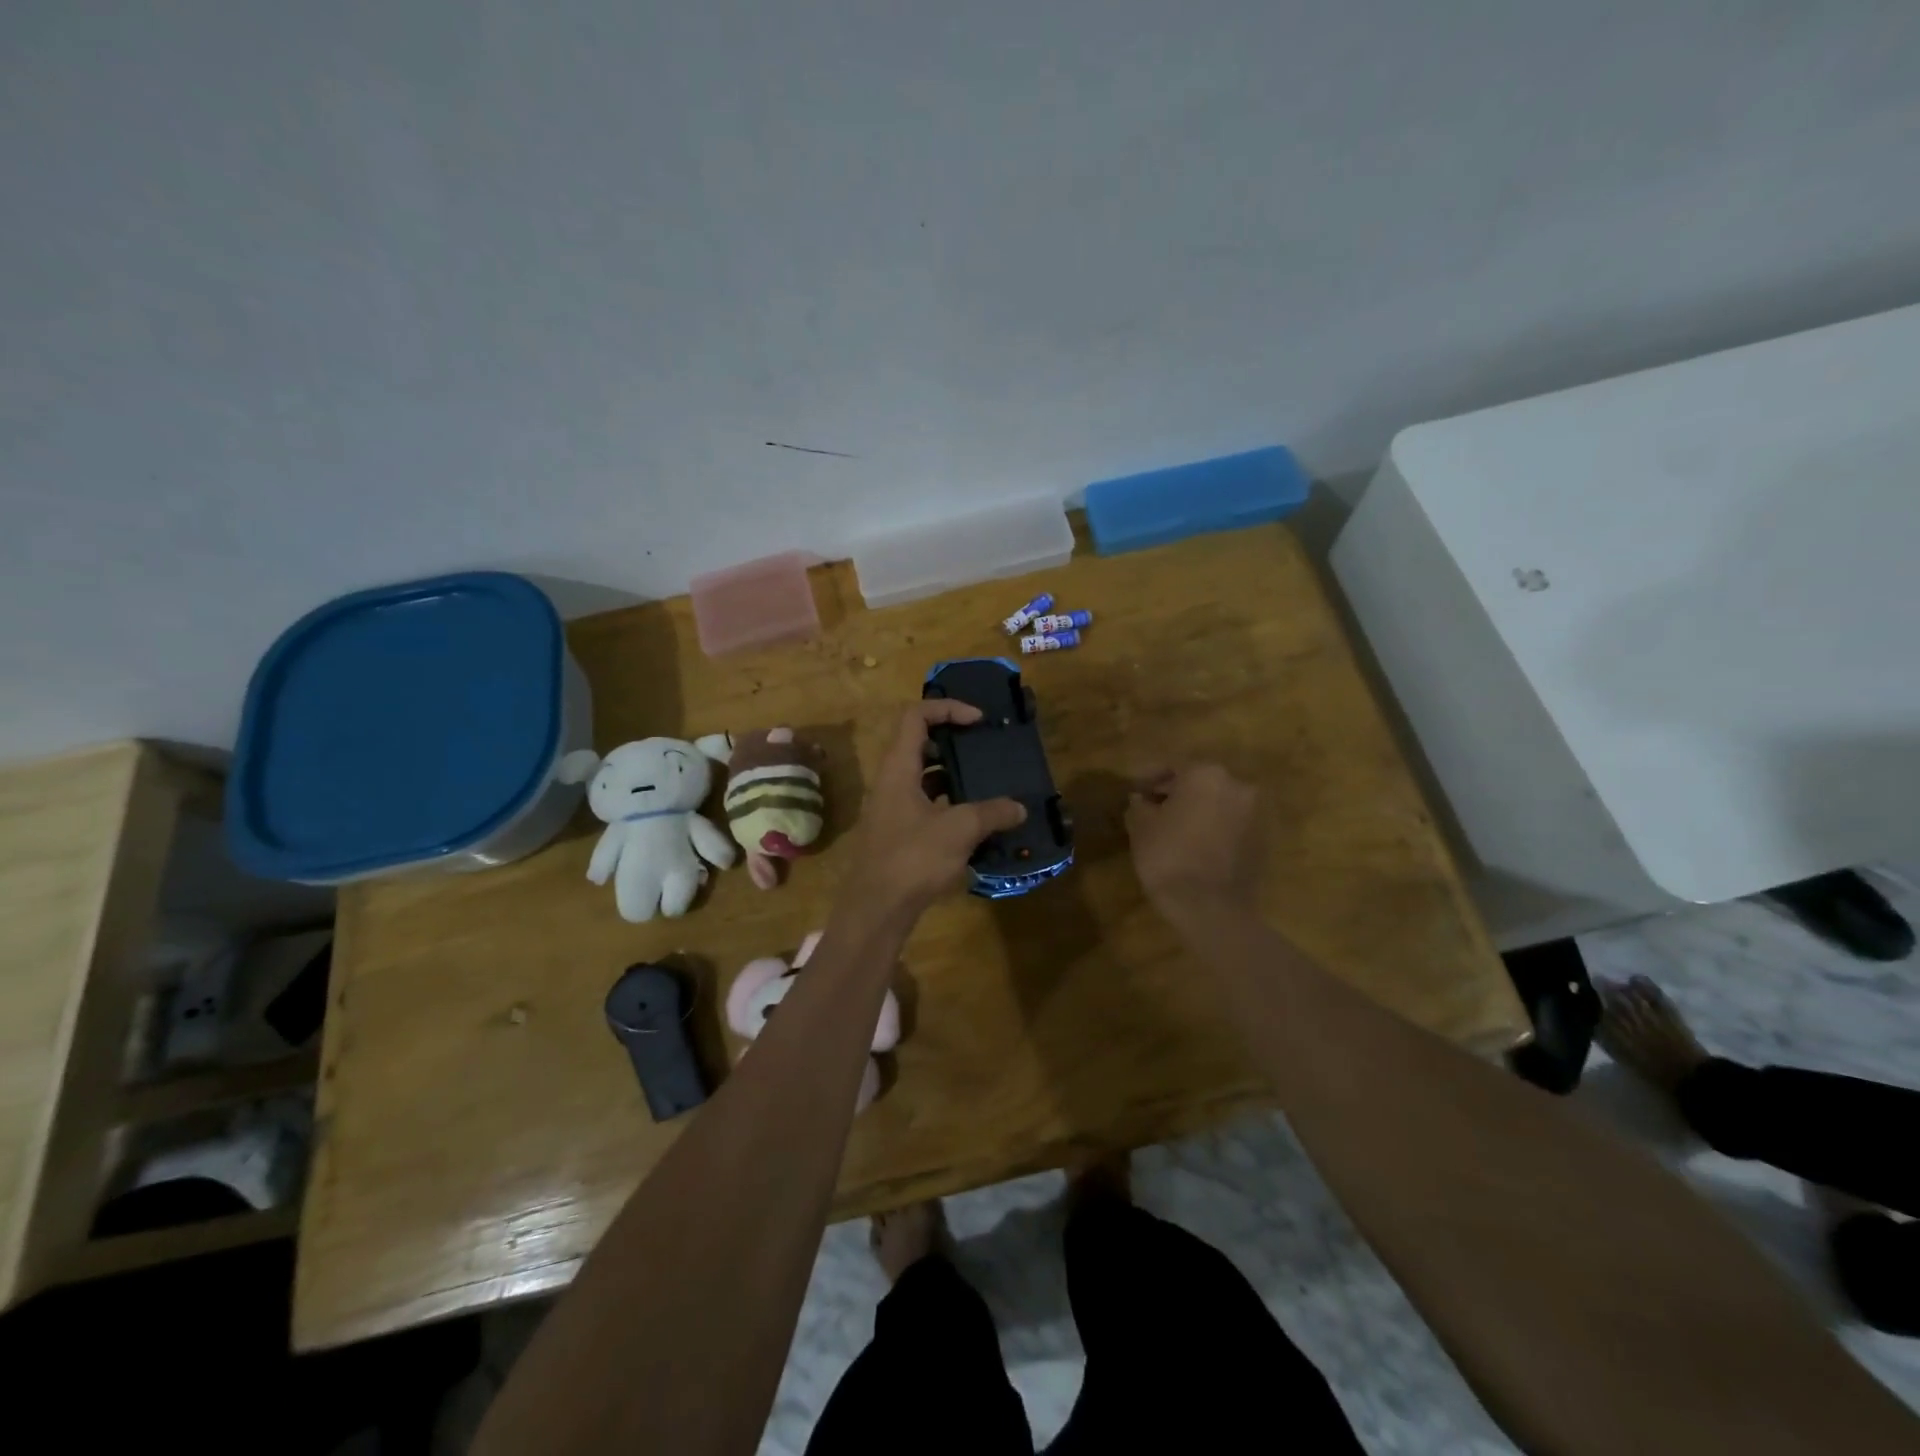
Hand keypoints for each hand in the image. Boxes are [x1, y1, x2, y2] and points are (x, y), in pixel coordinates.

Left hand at [839, 702, 1026, 924]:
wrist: (876, 909)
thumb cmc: (912, 858)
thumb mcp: (959, 830)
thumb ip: (992, 813)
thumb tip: (1019, 808)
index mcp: (898, 767)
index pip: (916, 716)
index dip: (947, 708)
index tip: (978, 721)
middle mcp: (890, 781)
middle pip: (919, 743)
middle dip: (953, 742)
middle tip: (983, 750)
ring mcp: (891, 808)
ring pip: (922, 776)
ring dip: (952, 775)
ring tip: (986, 783)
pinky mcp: (897, 833)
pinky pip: (924, 804)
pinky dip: (948, 803)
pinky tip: (974, 821)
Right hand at [1125, 764, 1262, 919]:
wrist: (1210, 907)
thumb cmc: (1169, 857)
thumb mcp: (1141, 827)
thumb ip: (1140, 805)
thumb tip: (1142, 800)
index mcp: (1205, 774)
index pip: (1172, 766)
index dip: (1149, 777)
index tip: (1135, 789)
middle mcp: (1236, 785)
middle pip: (1199, 782)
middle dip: (1176, 792)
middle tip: (1153, 808)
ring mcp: (1254, 813)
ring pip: (1218, 803)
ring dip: (1197, 810)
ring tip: (1173, 828)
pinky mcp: (1263, 840)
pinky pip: (1231, 825)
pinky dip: (1214, 828)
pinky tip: (1195, 845)